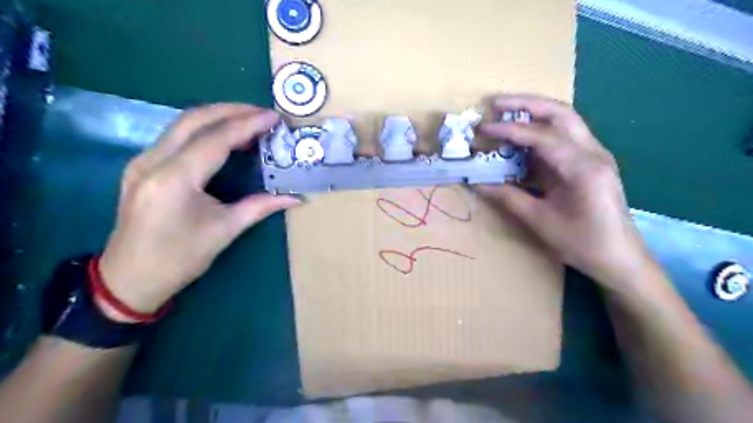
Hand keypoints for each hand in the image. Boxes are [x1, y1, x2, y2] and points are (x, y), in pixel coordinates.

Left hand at [97, 102, 300, 313]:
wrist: (129, 278)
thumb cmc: (179, 258)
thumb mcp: (225, 231)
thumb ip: (261, 207)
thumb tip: (296, 198)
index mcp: (174, 179)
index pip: (216, 139)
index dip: (247, 125)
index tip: (273, 117)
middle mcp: (153, 161)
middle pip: (194, 119)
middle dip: (232, 110)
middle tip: (263, 112)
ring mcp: (143, 161)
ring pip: (183, 124)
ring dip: (218, 117)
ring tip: (250, 121)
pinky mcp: (143, 166)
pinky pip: (176, 136)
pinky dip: (205, 130)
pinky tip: (225, 138)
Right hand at [479, 95, 650, 289]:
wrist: (620, 258)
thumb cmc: (582, 243)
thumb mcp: (540, 221)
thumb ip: (508, 197)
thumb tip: (478, 183)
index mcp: (583, 168)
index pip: (542, 136)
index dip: (509, 130)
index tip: (483, 128)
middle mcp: (593, 152)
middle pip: (560, 113)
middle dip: (526, 104)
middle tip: (495, 103)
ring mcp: (595, 155)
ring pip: (565, 120)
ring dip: (534, 112)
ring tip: (505, 112)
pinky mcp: (591, 162)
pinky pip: (564, 137)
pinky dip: (540, 131)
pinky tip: (522, 138)